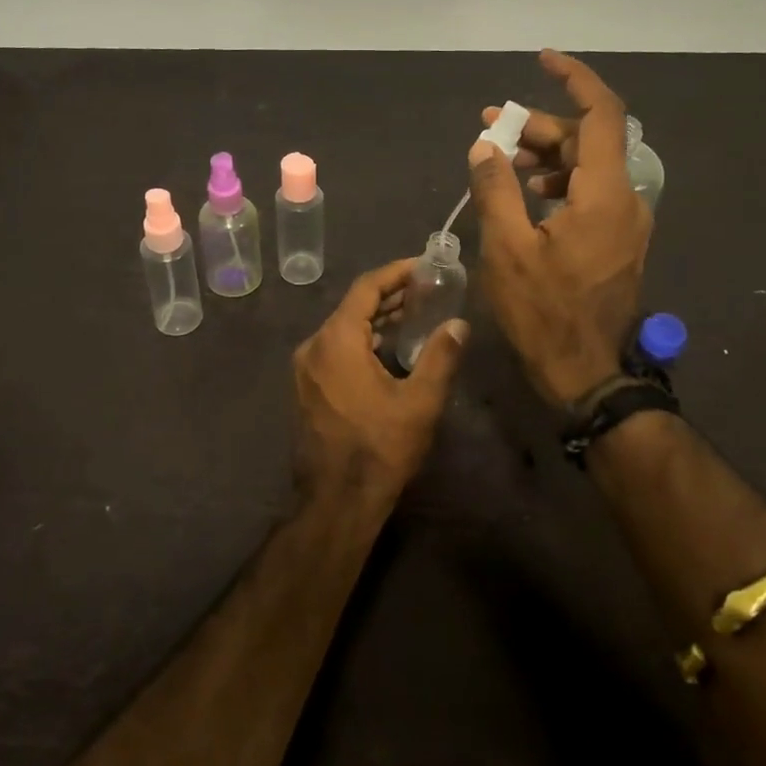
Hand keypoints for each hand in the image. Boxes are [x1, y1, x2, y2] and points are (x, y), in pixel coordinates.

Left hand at [293, 258, 467, 502]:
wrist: (336, 500)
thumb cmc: (380, 448)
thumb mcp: (419, 402)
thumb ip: (441, 357)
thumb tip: (459, 324)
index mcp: (336, 340)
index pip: (366, 288)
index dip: (395, 273)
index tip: (422, 265)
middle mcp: (314, 346)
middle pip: (353, 306)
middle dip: (389, 295)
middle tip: (425, 289)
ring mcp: (306, 368)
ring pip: (343, 328)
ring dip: (376, 319)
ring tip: (413, 314)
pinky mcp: (308, 387)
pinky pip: (335, 348)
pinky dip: (361, 340)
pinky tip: (387, 348)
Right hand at [468, 50, 650, 404]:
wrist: (585, 372)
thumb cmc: (543, 312)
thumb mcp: (506, 248)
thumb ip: (495, 189)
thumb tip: (484, 146)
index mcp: (604, 195)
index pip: (601, 115)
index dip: (575, 80)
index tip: (542, 60)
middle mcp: (625, 199)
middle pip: (587, 140)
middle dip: (539, 127)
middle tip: (489, 128)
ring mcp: (625, 222)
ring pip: (588, 167)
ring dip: (545, 156)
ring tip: (500, 161)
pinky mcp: (617, 240)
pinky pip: (590, 192)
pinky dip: (558, 182)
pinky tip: (526, 194)